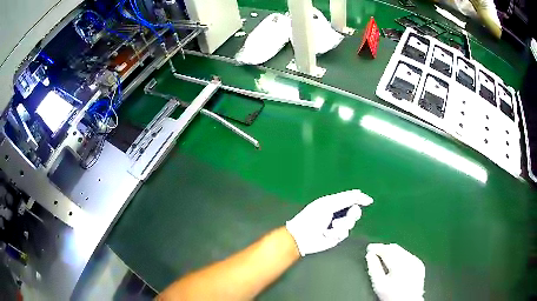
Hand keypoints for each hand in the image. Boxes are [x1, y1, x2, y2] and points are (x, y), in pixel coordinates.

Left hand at [285, 190, 372, 255]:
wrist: (302, 237)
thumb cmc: (312, 218)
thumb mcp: (328, 204)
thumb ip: (345, 198)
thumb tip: (360, 192)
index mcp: (334, 202)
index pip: (351, 198)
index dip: (360, 199)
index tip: (368, 201)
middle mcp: (337, 213)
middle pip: (355, 211)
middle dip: (352, 214)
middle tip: (345, 215)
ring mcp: (338, 226)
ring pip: (351, 223)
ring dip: (342, 225)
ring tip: (332, 226)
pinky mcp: (336, 237)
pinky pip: (344, 234)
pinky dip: (336, 234)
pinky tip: (327, 234)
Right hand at [365, 243, 425, 300]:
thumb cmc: (391, 296)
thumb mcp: (379, 284)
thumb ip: (373, 268)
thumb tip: (369, 255)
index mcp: (400, 263)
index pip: (387, 250)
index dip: (377, 248)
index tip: (369, 248)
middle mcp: (410, 260)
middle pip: (395, 248)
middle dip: (384, 249)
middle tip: (374, 252)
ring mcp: (416, 262)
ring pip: (402, 251)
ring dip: (392, 252)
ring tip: (382, 257)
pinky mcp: (419, 265)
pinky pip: (408, 256)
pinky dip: (399, 257)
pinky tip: (394, 263)